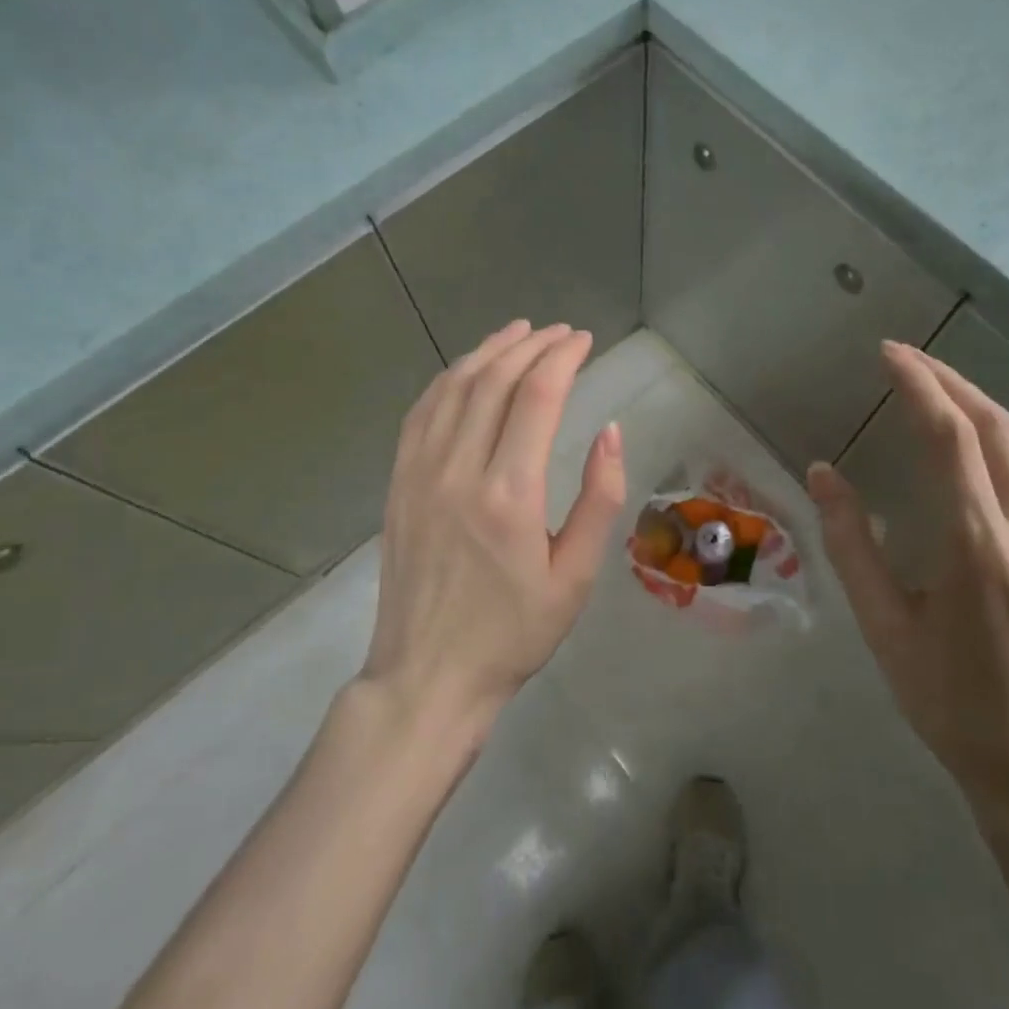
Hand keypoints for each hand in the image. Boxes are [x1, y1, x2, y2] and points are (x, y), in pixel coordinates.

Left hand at [362, 320, 626, 737]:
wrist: (428, 676)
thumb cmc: (512, 634)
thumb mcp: (576, 577)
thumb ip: (599, 499)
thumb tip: (610, 431)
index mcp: (509, 494)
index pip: (537, 396)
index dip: (563, 357)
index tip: (584, 341)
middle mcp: (459, 470)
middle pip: (494, 380)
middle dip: (531, 345)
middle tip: (560, 333)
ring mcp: (420, 473)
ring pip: (454, 387)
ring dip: (489, 351)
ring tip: (518, 333)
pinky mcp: (399, 483)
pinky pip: (421, 412)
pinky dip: (448, 379)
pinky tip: (467, 370)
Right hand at [807, 341, 1008, 824]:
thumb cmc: (952, 705)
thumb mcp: (885, 628)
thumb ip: (851, 543)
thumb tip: (823, 472)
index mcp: (976, 545)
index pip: (950, 436)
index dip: (919, 384)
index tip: (889, 353)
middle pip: (995, 428)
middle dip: (950, 381)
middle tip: (908, 359)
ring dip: (986, 406)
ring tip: (944, 390)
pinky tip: (994, 445)